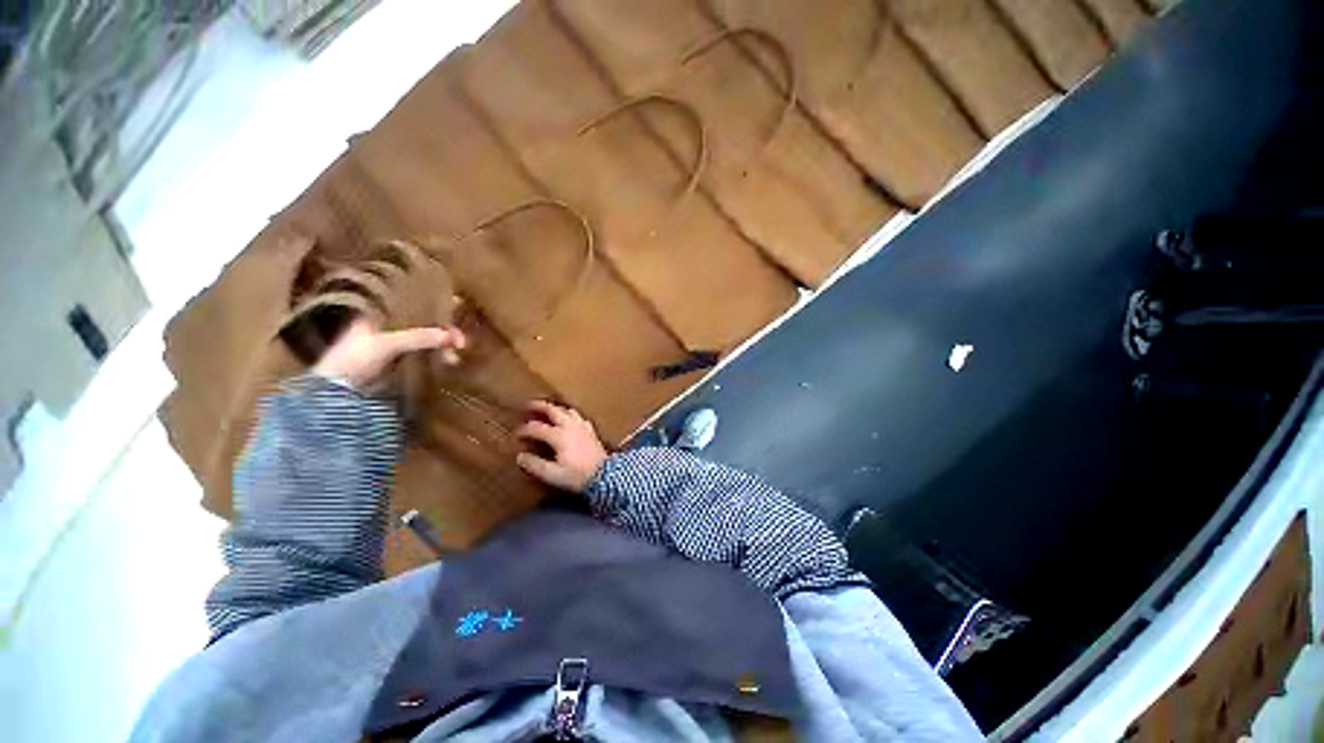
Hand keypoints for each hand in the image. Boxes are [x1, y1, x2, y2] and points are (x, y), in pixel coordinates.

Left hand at [312, 317, 466, 388]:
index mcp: (377, 314)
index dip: (432, 305)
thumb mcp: (387, 343)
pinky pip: (424, 355)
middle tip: (460, 341)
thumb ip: (419, 337)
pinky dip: (436, 358)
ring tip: (454, 359)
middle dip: (443, 331)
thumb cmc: (354, 359)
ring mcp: (393, 346)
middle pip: (423, 323)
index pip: (410, 303)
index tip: (454, 310)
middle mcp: (387, 327)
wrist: (336, 394)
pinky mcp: (398, 364)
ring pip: (425, 340)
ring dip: (442, 347)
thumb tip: (453, 337)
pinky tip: (447, 363)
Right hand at [515, 400, 607, 491]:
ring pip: (566, 410)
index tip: (516, 434)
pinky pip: (577, 416)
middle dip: (539, 406)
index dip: (524, 430)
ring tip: (546, 411)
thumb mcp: (553, 475)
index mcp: (559, 436)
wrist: (605, 475)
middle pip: (553, 410)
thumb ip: (535, 465)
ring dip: (554, 408)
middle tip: (528, 405)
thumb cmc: (578, 476)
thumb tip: (520, 457)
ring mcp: (582, 426)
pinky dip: (568, 414)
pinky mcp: (590, 430)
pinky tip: (566, 420)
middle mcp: (570, 426)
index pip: (537, 428)